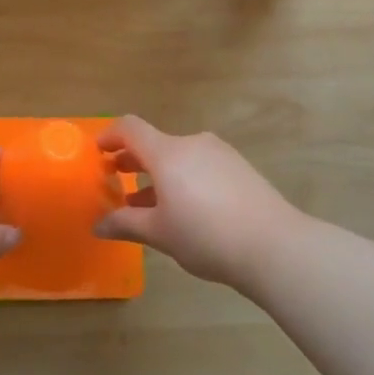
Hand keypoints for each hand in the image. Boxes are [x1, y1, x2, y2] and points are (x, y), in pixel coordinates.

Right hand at [94, 116, 300, 289]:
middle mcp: (192, 144)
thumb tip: (99, 225)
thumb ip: (126, 224)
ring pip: (178, 156)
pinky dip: (183, 178)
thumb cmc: (206, 236)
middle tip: (117, 179)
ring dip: (158, 173)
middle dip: (133, 160)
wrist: (274, 246)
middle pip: (155, 143)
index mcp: (167, 153)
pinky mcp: (239, 168)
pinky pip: (200, 165)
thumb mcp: (160, 233)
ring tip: (149, 202)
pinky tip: (185, 208)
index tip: (98, 151)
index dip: (110, 135)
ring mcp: (220, 154)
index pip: (130, 128)